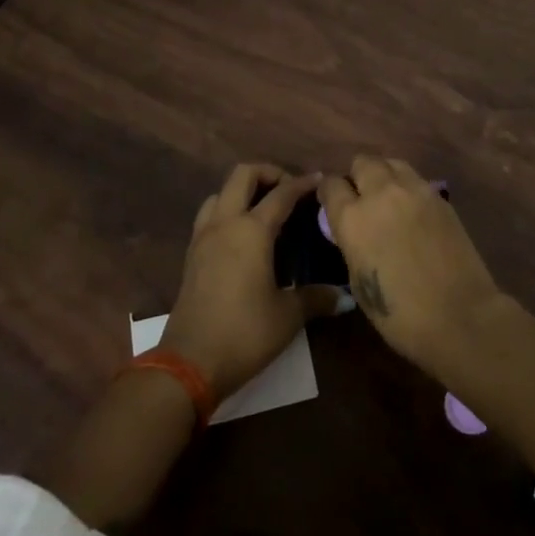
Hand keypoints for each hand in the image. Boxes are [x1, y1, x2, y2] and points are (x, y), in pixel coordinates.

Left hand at [160, 163, 343, 401]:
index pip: (281, 194)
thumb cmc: (245, 333)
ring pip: (220, 192)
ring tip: (264, 208)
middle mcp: (225, 223)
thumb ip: (316, 298)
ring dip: (243, 190)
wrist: (190, 362)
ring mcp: (203, 237)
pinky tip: (242, 234)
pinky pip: (209, 214)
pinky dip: (227, 209)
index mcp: (251, 230)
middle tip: (289, 189)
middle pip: (242, 175)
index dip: (302, 184)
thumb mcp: (288, 317)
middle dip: (268, 173)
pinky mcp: (192, 254)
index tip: (319, 180)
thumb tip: (344, 296)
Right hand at [317, 156, 503, 378]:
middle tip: (362, 198)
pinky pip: (415, 179)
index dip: (329, 193)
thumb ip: (352, 245)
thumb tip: (354, 232)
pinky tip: (412, 210)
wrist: (460, 316)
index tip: (332, 204)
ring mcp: (414, 191)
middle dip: (357, 176)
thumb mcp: (358, 283)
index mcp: (353, 218)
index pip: (331, 185)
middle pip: (362, 162)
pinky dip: (407, 187)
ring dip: (384, 175)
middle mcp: (381, 194)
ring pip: (391, 163)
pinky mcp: (440, 197)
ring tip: (387, 197)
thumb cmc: (400, 314)